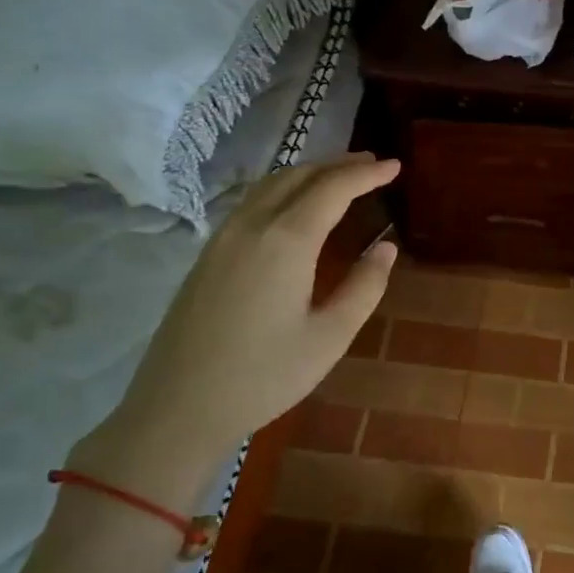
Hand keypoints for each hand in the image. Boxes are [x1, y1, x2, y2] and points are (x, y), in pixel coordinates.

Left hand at [71, 154, 399, 507]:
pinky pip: (251, 201)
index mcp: (286, 241)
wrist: (178, 408)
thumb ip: (364, 287)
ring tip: (338, 177)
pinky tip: (293, 206)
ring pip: (270, 184)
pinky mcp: (207, 254)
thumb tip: (385, 247)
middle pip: (298, 176)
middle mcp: (252, 226)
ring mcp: (223, 237)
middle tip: (372, 164)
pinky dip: (282, 189)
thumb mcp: (330, 337)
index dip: (366, 174)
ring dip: (308, 173)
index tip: (395, 165)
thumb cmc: (264, 376)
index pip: (333, 188)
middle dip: (338, 165)